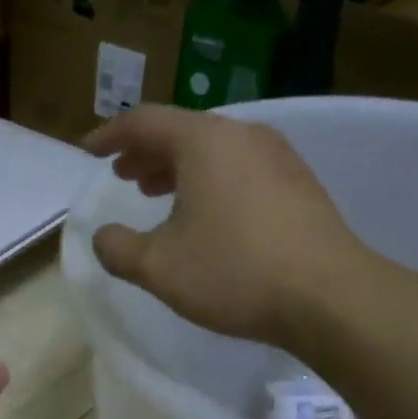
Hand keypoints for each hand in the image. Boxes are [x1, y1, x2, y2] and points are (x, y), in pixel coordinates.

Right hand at [80, 106, 367, 348]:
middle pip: (182, 131)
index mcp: (204, 141)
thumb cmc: (233, 272)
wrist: (329, 296)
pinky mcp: (299, 184)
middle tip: (124, 176)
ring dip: (179, 169)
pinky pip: (241, 169)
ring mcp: (279, 157)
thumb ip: (118, 249)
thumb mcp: (158, 267)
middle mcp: (243, 136)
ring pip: (215, 151)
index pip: (145, 122)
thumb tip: (103, 236)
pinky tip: (207, 217)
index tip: (88, 152)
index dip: (109, 135)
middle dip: (146, 152)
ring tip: (158, 195)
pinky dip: (211, 182)